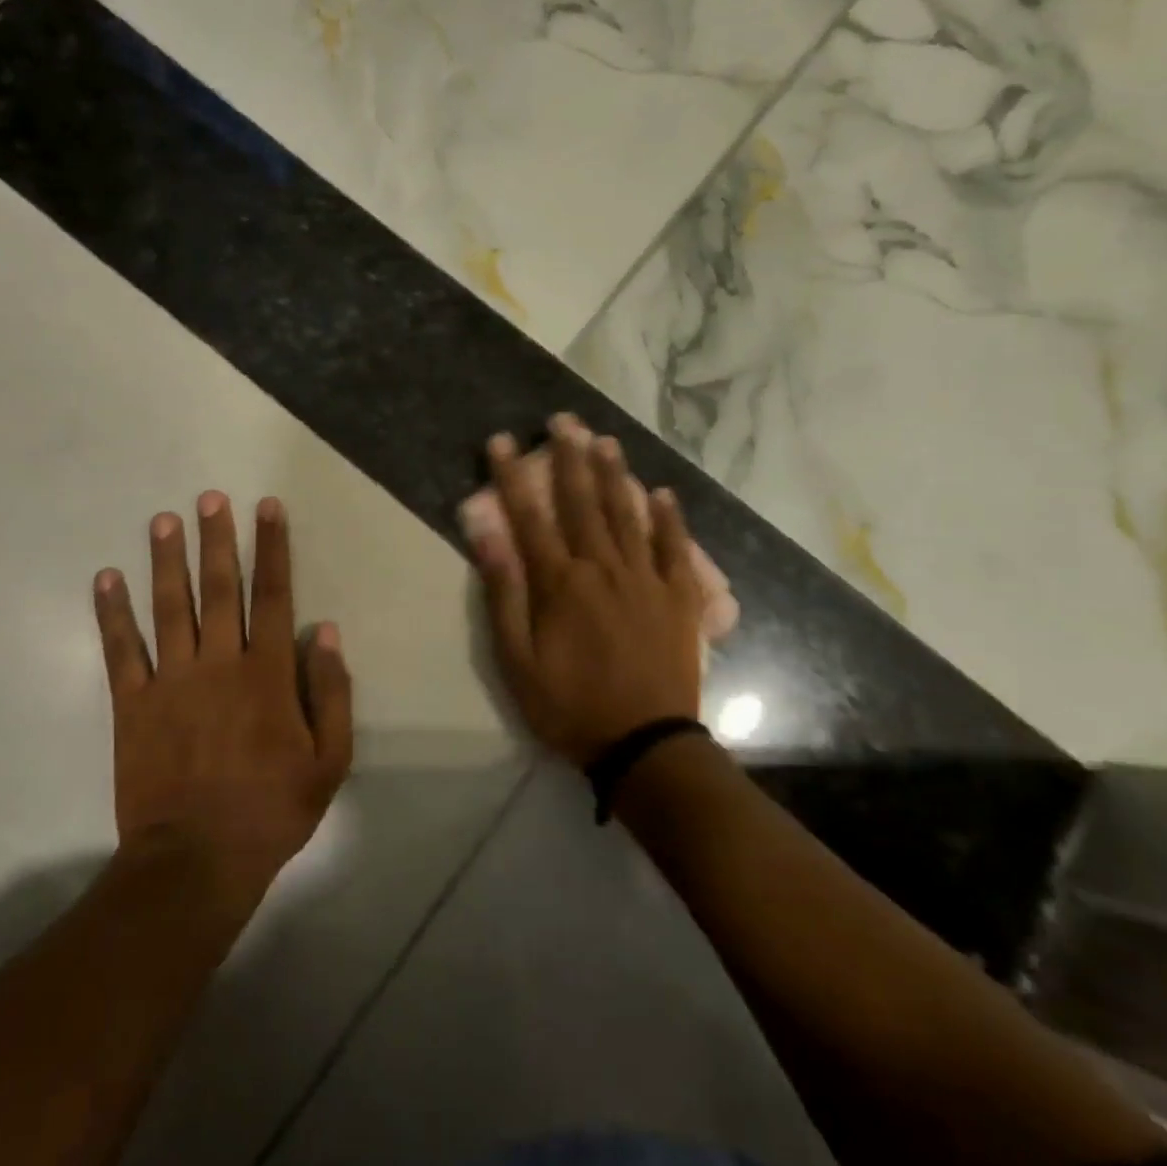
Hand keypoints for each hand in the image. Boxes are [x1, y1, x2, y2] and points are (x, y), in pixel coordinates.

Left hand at [93, 492, 352, 893]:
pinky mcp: (131, 705)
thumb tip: (327, 633)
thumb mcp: (329, 762)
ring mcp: (170, 682)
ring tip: (164, 520)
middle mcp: (218, 664)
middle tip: (210, 497)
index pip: (273, 596)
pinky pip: (121, 650)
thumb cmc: (271, 810)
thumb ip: (331, 694)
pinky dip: (112, 613)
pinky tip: (106, 578)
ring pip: (169, 607)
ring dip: (167, 560)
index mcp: (267, 674)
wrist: (196, 861)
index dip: (272, 548)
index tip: (266, 508)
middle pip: (219, 588)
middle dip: (217, 539)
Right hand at [470, 416, 705, 766]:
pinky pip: (675, 548)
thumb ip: (504, 592)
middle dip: (569, 457)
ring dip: (615, 474)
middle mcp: (603, 567)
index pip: (530, 515)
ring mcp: (646, 579)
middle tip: (564, 420)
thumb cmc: (569, 705)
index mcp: (560, 582)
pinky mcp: (679, 598)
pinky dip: (670, 519)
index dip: (512, 475)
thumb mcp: (517, 659)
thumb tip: (486, 534)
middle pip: (583, 502)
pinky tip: (664, 493)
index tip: (502, 440)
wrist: (644, 745)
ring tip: (605, 440)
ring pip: (628, 514)